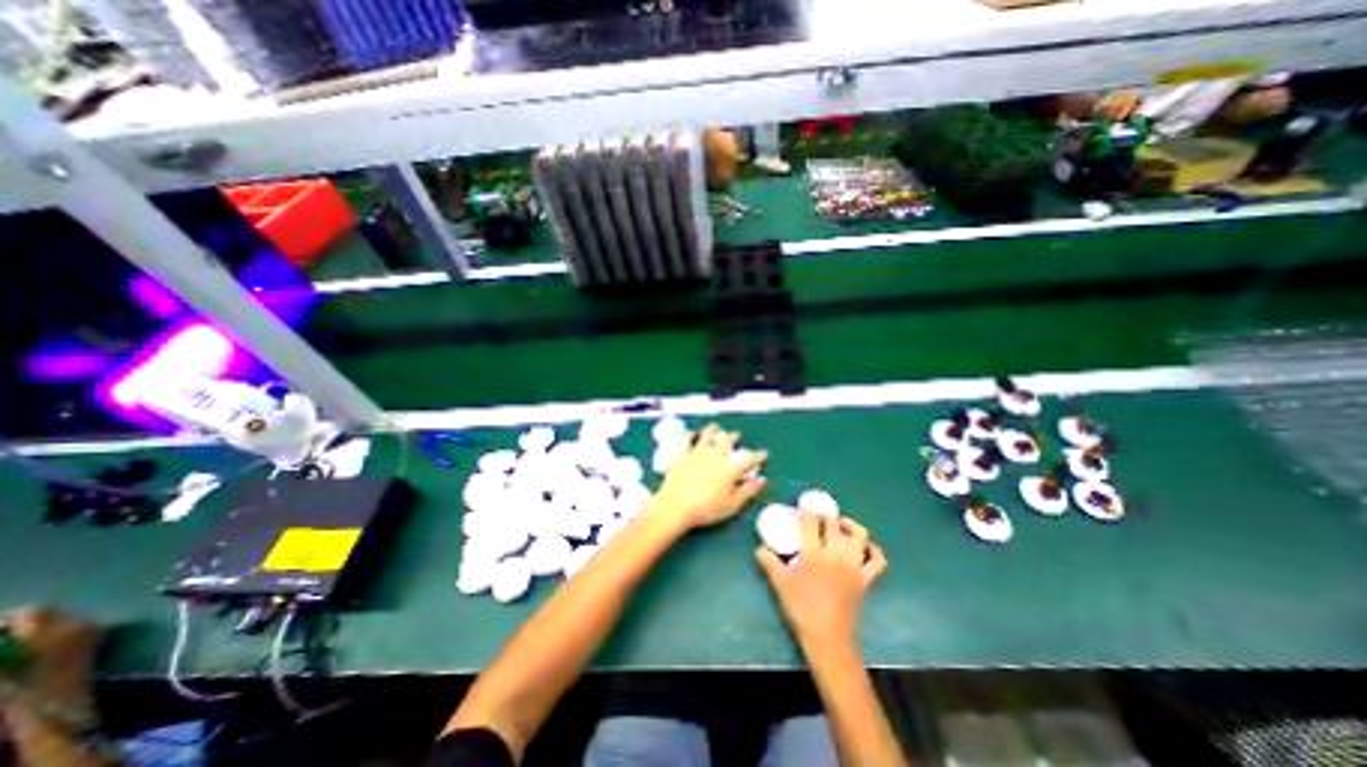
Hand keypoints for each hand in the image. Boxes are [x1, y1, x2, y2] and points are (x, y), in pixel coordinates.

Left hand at [649, 423, 768, 529]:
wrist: (676, 507)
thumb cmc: (706, 509)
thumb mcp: (732, 505)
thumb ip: (748, 491)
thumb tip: (762, 480)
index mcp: (730, 468)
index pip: (749, 459)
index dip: (758, 456)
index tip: (763, 454)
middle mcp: (716, 455)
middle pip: (727, 441)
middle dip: (734, 437)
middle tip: (737, 436)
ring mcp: (698, 453)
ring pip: (707, 435)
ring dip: (713, 430)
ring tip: (716, 427)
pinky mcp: (682, 455)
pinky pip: (687, 440)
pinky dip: (691, 435)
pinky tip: (692, 433)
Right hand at [760, 515, 886, 652]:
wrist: (827, 639)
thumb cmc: (801, 609)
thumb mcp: (780, 584)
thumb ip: (769, 562)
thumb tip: (759, 548)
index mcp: (813, 553)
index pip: (810, 522)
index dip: (805, 511)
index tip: (800, 508)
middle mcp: (835, 554)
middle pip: (834, 523)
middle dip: (825, 515)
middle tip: (817, 517)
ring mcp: (853, 566)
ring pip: (860, 535)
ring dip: (850, 525)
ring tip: (840, 525)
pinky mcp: (865, 579)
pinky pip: (877, 560)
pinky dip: (874, 550)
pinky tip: (864, 547)